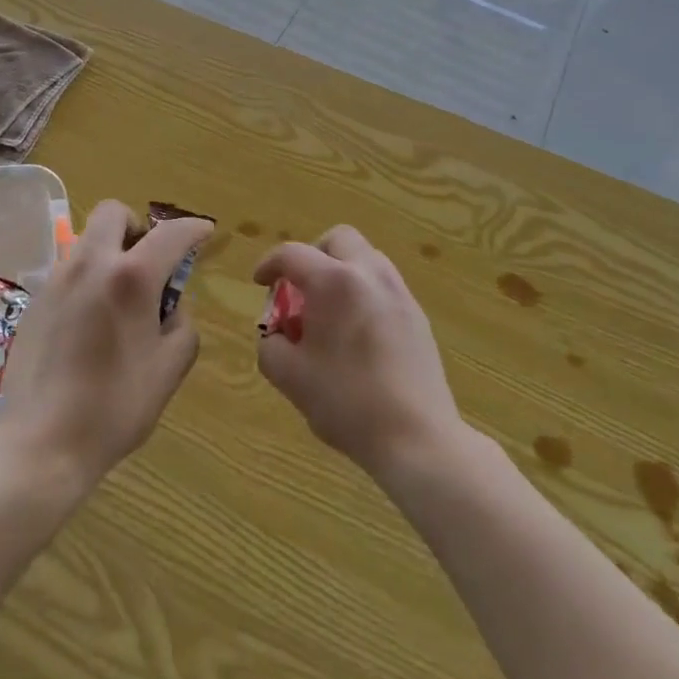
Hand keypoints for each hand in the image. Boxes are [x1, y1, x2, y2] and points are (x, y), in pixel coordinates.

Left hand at [0, 199, 211, 487]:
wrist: (41, 443)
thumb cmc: (114, 407)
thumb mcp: (169, 369)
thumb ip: (182, 326)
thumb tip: (172, 308)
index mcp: (131, 277)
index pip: (170, 233)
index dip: (193, 228)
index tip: (205, 233)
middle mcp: (91, 264)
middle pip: (114, 212)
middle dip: (137, 225)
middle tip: (149, 261)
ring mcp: (58, 279)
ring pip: (88, 240)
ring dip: (110, 251)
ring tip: (120, 295)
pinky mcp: (36, 300)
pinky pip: (69, 270)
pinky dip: (88, 278)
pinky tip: (91, 321)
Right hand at [255, 226, 464, 481]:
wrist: (418, 439)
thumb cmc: (347, 404)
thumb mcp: (291, 378)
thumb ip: (271, 346)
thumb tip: (277, 334)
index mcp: (334, 282)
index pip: (293, 254)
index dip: (269, 264)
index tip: (260, 282)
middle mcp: (369, 274)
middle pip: (338, 239)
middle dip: (313, 255)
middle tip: (301, 288)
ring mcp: (399, 292)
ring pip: (365, 258)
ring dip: (341, 271)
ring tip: (329, 311)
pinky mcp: (417, 315)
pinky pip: (383, 285)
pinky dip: (363, 292)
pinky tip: (357, 332)